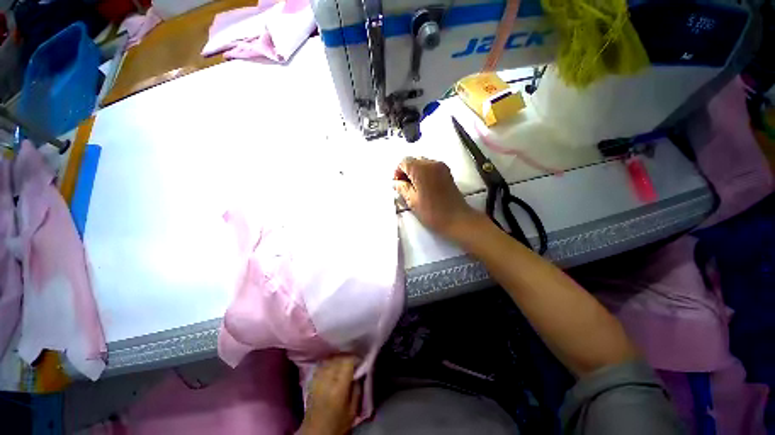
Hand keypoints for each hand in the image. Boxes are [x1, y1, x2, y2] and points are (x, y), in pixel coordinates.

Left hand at [300, 355, 360, 434]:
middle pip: (336, 359)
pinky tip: (334, 367)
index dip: (355, 359)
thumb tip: (359, 375)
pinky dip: (328, 363)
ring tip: (346, 363)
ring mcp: (315, 379)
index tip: (363, 360)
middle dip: (347, 357)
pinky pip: (320, 366)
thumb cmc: (339, 422)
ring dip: (337, 359)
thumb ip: (357, 390)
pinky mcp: (310, 381)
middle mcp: (325, 380)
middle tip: (357, 361)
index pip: (346, 364)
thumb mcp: (353, 409)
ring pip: (327, 360)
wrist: (316, 429)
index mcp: (338, 388)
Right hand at [394, 157, 485, 240]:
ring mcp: (441, 167)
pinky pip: (432, 167)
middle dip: (407, 171)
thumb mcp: (412, 201)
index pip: (404, 162)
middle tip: (404, 186)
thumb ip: (402, 188)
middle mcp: (431, 163)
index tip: (398, 184)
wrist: (457, 219)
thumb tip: (397, 182)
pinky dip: (426, 173)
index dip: (398, 172)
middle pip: (414, 160)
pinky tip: (425, 187)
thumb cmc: (432, 212)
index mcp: (421, 169)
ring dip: (416, 172)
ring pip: (423, 163)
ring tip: (415, 188)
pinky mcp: (447, 173)